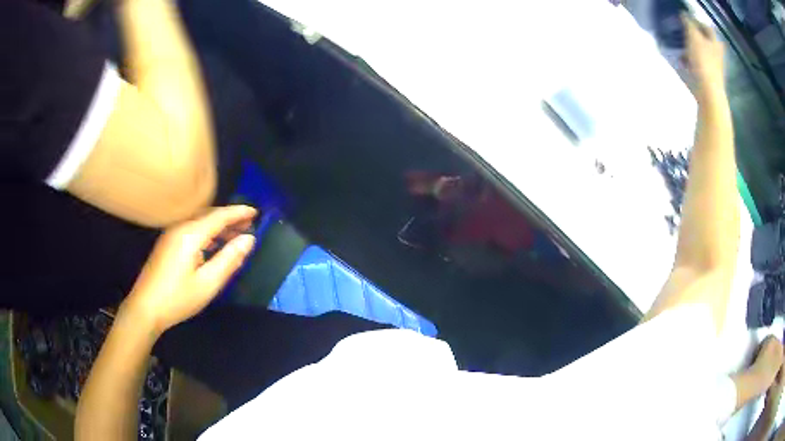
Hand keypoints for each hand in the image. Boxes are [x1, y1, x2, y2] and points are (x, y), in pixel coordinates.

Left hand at [121, 205, 256, 335]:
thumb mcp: (208, 283)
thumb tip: (249, 240)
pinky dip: (207, 233)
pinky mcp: (167, 243)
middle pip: (209, 215)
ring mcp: (171, 234)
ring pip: (200, 222)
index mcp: (190, 234)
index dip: (238, 212)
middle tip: (250, 225)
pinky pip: (192, 230)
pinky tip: (214, 245)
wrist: (145, 308)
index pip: (219, 216)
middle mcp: (180, 227)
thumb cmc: (178, 298)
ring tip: (236, 236)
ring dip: (219, 226)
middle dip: (230, 218)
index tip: (256, 212)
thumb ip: (229, 259)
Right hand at [682, 14, 725, 97]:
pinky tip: (683, 61)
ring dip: (691, 47)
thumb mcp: (693, 36)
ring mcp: (714, 66)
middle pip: (704, 39)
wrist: (709, 93)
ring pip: (701, 51)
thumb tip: (684, 14)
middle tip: (682, 31)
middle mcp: (717, 53)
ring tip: (680, 45)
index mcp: (715, 42)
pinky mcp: (709, 77)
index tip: (685, 19)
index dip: (696, 21)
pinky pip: (699, 63)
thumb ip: (688, 23)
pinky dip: (691, 60)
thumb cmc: (703, 61)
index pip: (706, 26)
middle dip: (693, 35)